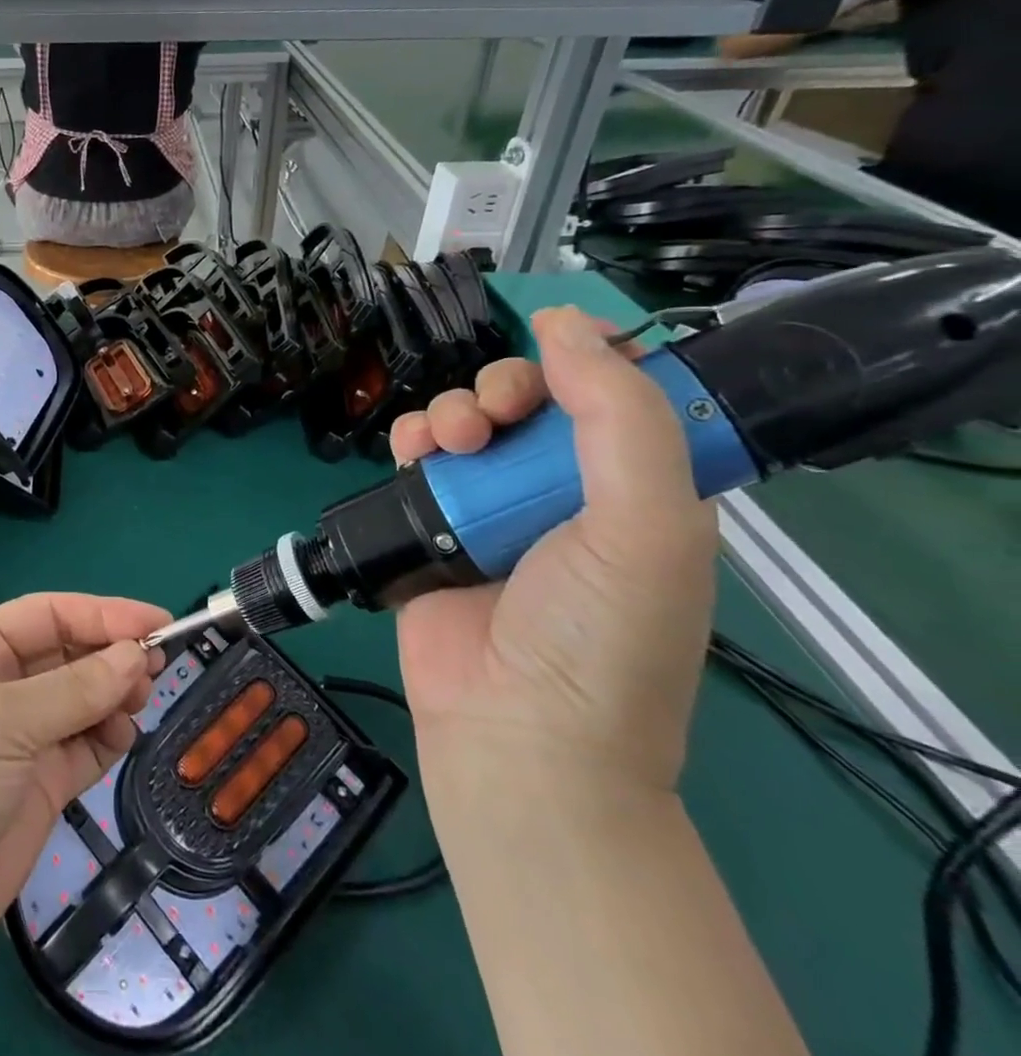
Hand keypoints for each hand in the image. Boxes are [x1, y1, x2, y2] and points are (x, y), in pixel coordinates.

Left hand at [0, 593, 168, 966]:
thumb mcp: (4, 720)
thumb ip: (76, 688)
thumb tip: (137, 654)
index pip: (49, 615)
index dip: (103, 613)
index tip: (157, 620)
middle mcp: (1, 686)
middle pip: (69, 654)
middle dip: (111, 654)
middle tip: (156, 664)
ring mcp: (21, 736)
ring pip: (82, 698)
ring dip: (114, 694)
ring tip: (139, 700)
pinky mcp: (40, 783)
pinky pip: (85, 744)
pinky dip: (108, 735)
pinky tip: (122, 735)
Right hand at [388, 307, 718, 793]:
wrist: (514, 732)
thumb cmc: (598, 635)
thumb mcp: (645, 525)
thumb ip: (620, 418)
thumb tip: (566, 323)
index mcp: (637, 488)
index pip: (617, 394)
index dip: (585, 359)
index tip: (551, 345)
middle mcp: (563, 491)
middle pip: (529, 400)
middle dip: (503, 388)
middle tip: (491, 416)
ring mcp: (492, 508)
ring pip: (467, 421)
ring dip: (451, 412)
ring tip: (444, 442)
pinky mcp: (433, 525)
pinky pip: (419, 458)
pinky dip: (411, 441)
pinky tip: (411, 451)